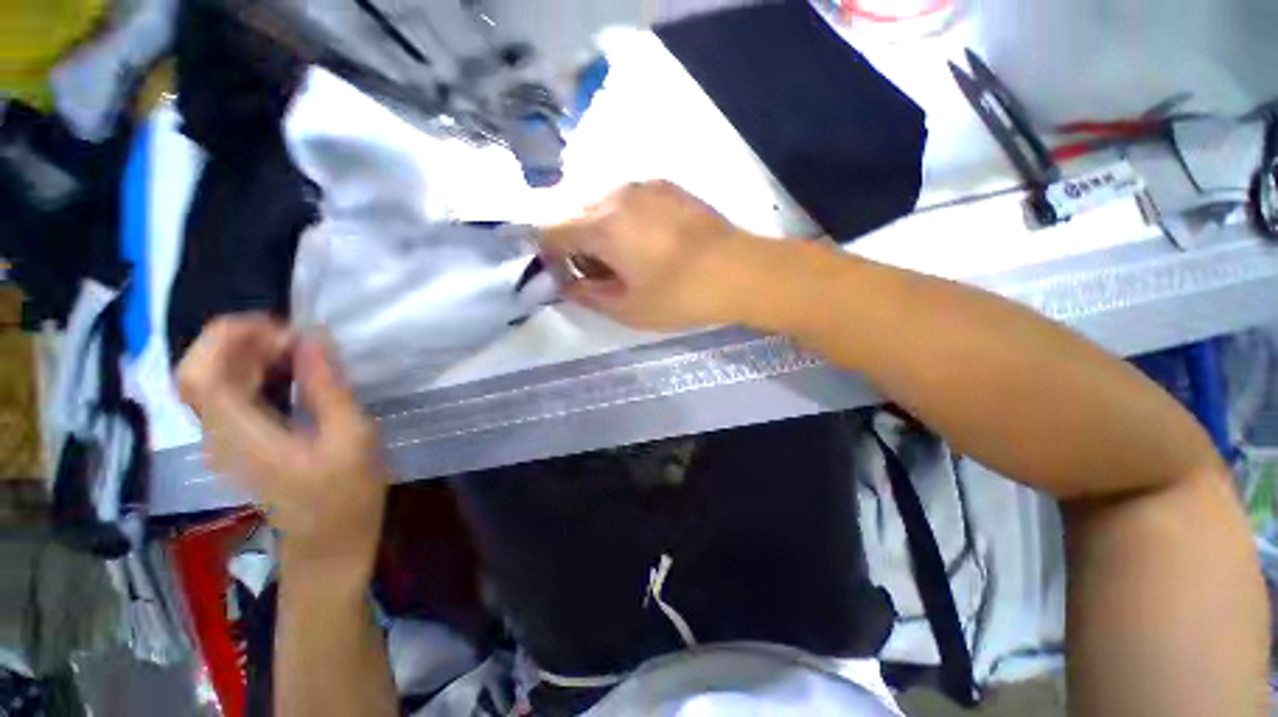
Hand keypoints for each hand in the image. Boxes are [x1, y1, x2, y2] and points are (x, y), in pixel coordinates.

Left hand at [177, 314, 387, 578]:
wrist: (329, 545)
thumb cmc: (347, 496)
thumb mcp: (352, 438)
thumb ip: (328, 388)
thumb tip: (313, 339)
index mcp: (242, 435)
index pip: (200, 372)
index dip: (229, 337)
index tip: (284, 329)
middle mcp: (219, 434)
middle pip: (201, 370)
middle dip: (243, 341)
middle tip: (300, 340)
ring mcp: (225, 440)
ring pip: (213, 379)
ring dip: (251, 355)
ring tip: (302, 352)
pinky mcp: (239, 442)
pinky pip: (232, 394)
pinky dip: (256, 373)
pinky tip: (293, 374)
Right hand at [540, 181, 763, 330]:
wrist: (736, 271)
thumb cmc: (678, 295)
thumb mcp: (627, 309)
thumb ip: (589, 296)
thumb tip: (568, 286)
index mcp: (601, 226)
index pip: (552, 232)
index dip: (550, 255)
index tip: (565, 276)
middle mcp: (616, 196)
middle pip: (577, 215)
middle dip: (578, 244)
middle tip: (602, 273)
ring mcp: (645, 186)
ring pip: (604, 205)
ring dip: (603, 230)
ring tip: (629, 257)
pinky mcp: (668, 186)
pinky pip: (631, 199)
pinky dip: (627, 218)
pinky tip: (651, 240)